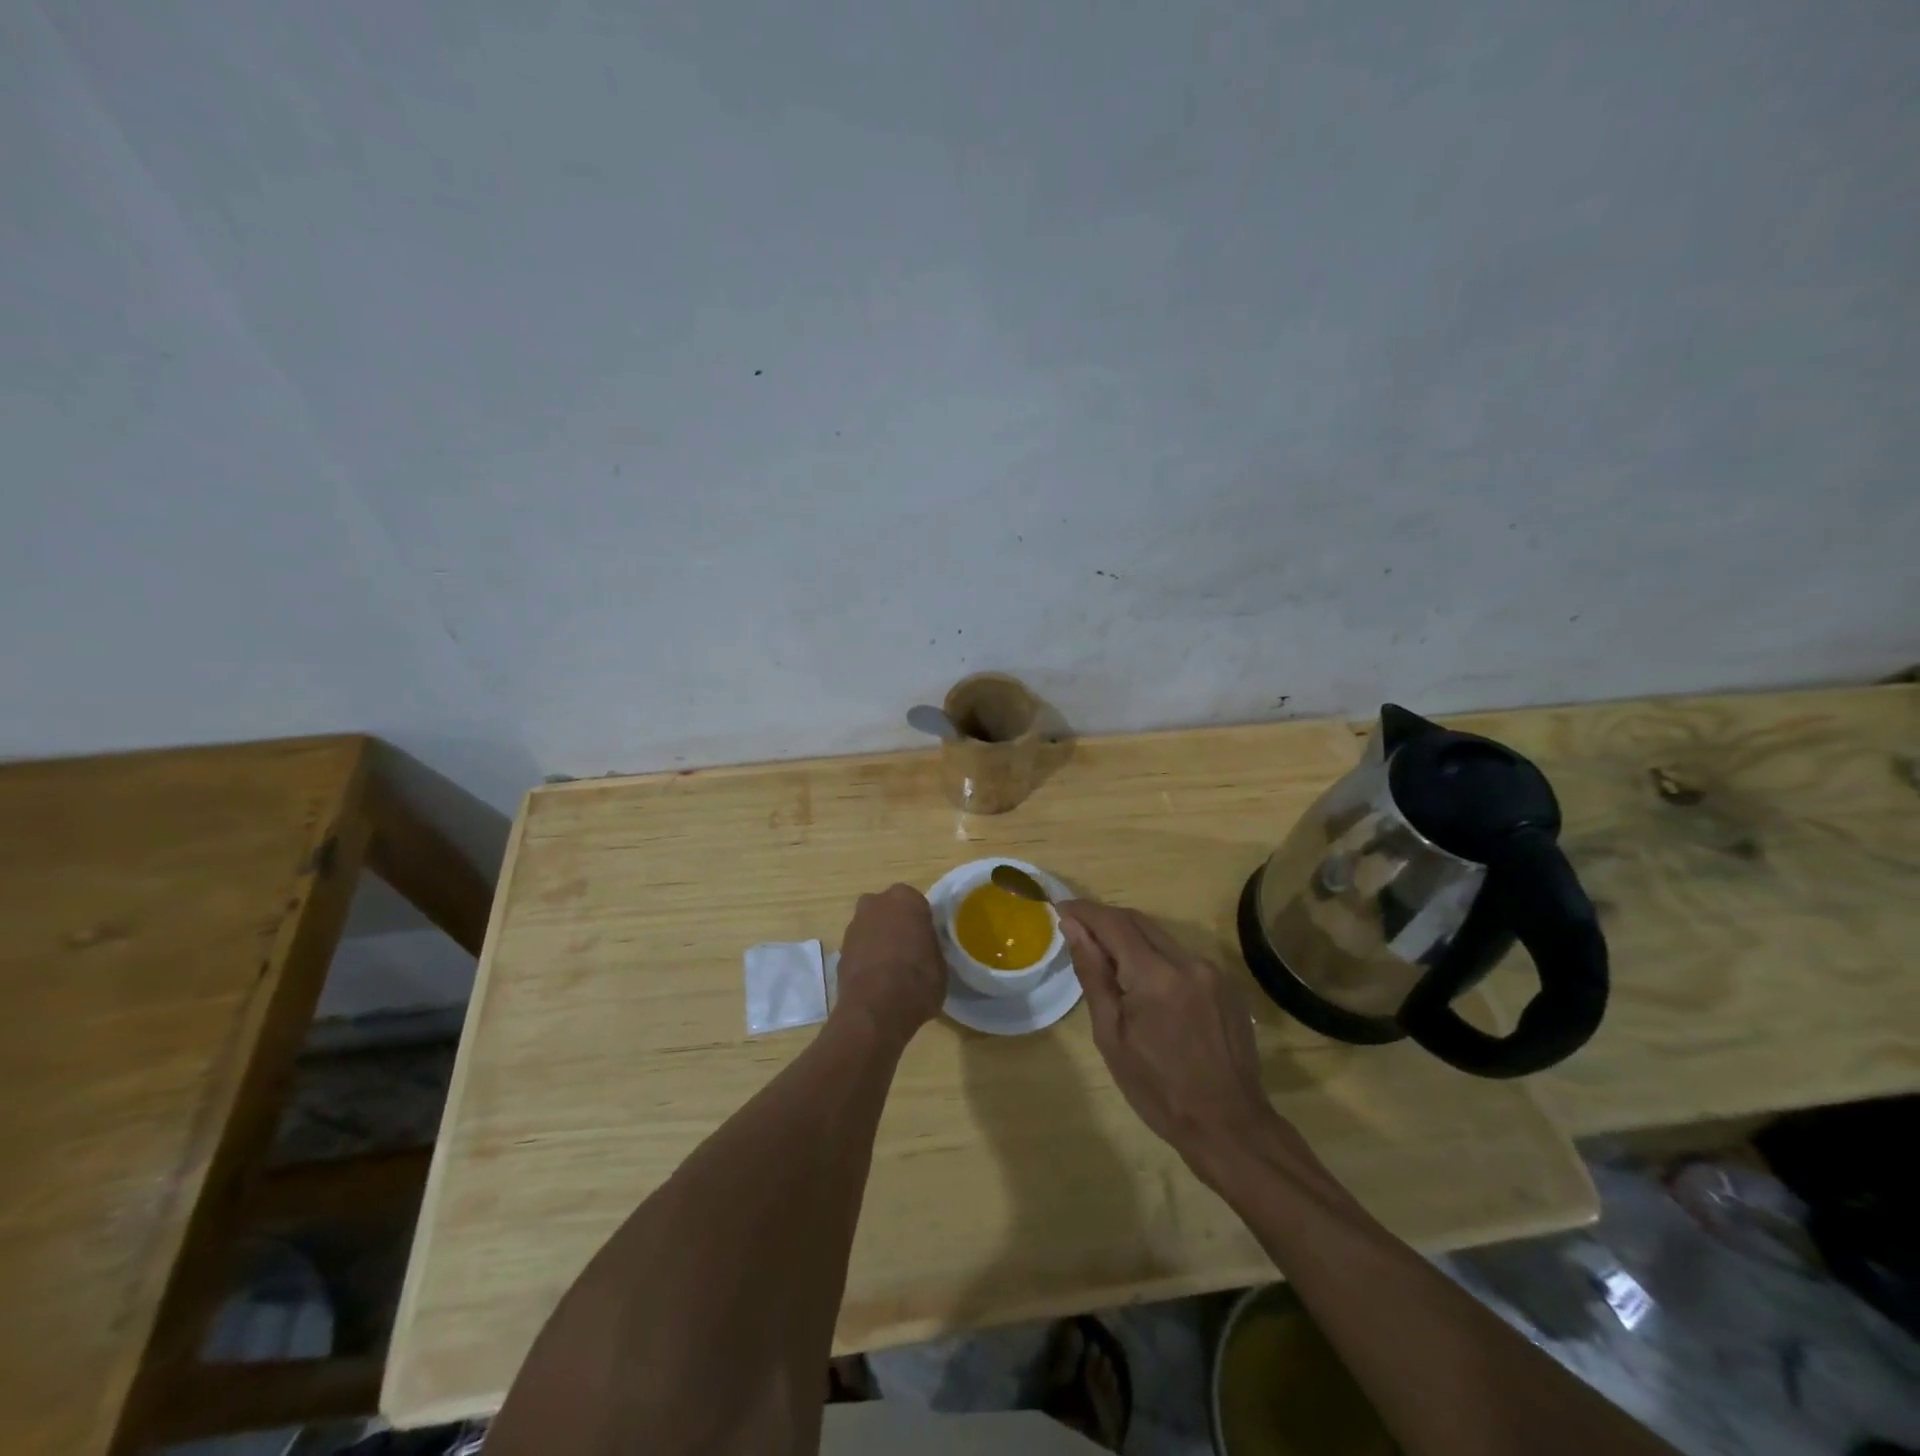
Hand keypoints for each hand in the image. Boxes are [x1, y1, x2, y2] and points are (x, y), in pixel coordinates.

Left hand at [832, 884, 946, 1046]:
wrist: (876, 1010)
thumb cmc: (918, 980)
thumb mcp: (940, 962)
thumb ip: (930, 945)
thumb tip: (924, 948)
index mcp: (905, 898)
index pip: (917, 903)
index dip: (922, 922)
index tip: (927, 940)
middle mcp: (876, 903)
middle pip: (889, 910)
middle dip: (896, 925)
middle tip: (909, 950)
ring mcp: (854, 926)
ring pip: (871, 928)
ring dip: (879, 941)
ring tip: (892, 969)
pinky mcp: (840, 950)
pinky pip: (859, 948)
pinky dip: (866, 959)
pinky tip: (877, 980)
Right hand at [1060, 900, 1305, 1182]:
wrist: (1229, 1126)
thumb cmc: (1158, 1089)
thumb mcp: (1111, 1036)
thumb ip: (1093, 974)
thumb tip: (1073, 927)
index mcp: (1156, 975)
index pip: (1113, 922)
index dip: (1084, 910)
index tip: (1060, 908)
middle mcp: (1188, 961)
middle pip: (1139, 921)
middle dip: (1105, 920)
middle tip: (1077, 930)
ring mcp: (1212, 971)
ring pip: (1161, 937)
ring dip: (1131, 939)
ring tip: (1107, 960)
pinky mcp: (1227, 984)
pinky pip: (1182, 957)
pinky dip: (1156, 958)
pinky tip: (1145, 984)